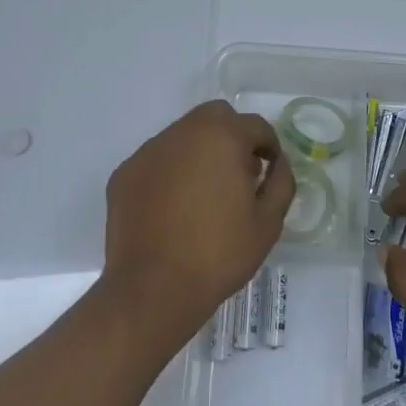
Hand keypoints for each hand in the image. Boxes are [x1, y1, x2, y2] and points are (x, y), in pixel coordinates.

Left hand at [99, 100, 293, 352]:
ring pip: (183, 136)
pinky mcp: (125, 173)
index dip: (269, 146)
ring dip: (200, 152)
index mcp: (222, 136)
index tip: (270, 171)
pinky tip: (174, 208)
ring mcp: (149, 151)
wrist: (153, 288)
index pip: (255, 126)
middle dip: (233, 136)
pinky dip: (171, 172)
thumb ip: (281, 183)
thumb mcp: (268, 223)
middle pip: (215, 117)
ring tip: (205, 194)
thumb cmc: (219, 254)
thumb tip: (278, 164)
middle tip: (239, 174)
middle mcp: (183, 132)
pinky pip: (157, 161)